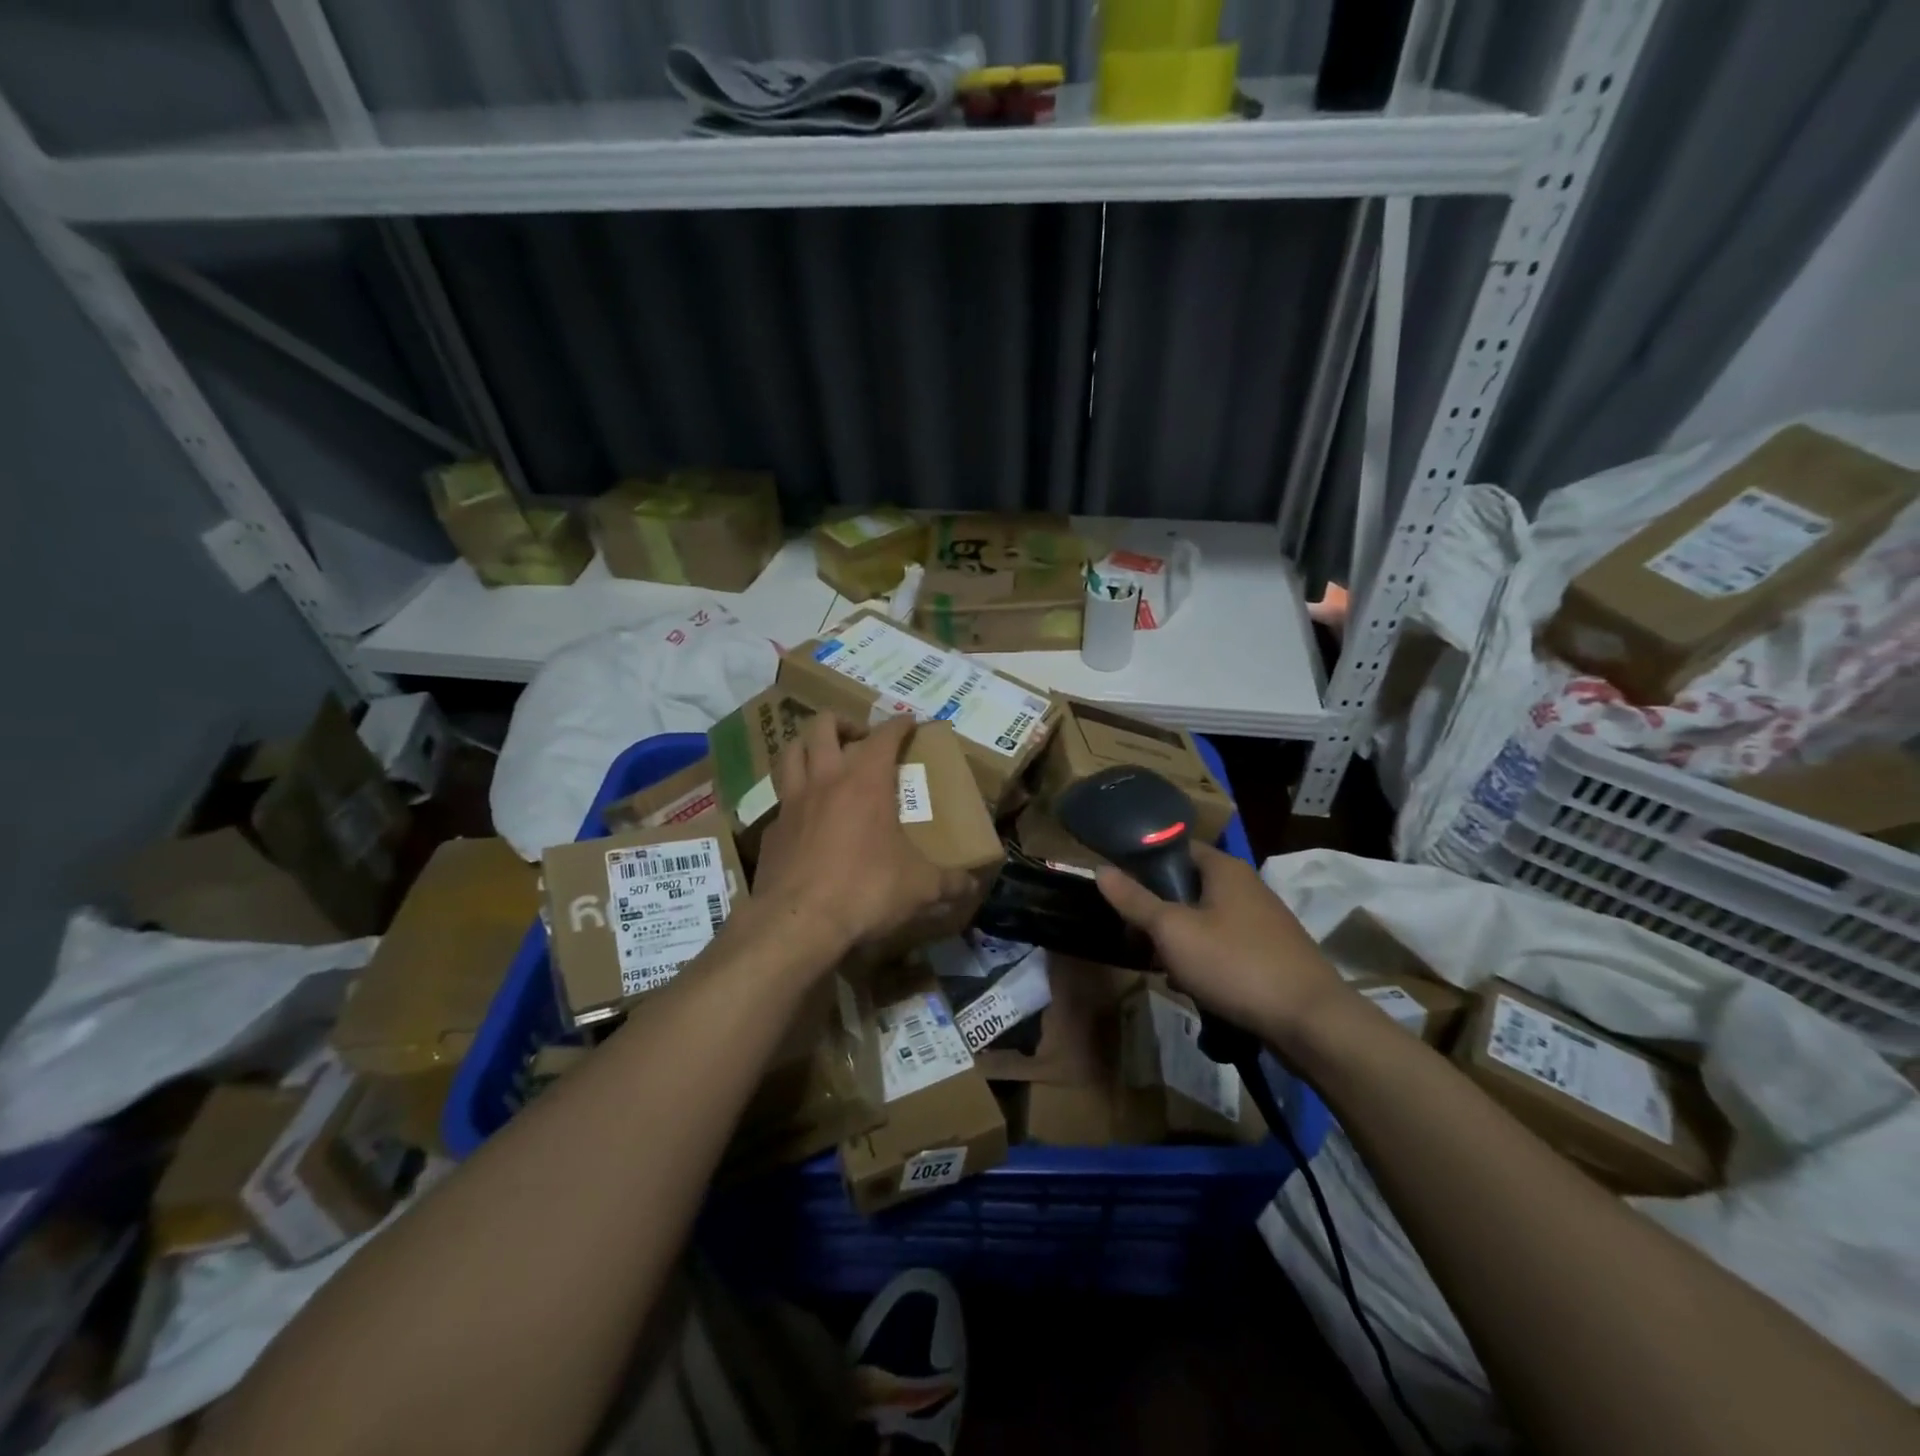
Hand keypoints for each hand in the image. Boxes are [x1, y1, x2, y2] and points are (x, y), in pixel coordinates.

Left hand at [747, 714, 974, 964]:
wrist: (798, 922)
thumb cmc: (866, 890)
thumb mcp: (919, 887)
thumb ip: (948, 882)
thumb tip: (971, 884)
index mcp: (865, 781)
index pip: (884, 735)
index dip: (898, 724)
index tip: (909, 722)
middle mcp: (825, 780)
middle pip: (823, 726)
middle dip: (843, 723)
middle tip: (859, 738)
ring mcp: (792, 802)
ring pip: (791, 752)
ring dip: (808, 746)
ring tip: (824, 758)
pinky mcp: (771, 830)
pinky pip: (781, 799)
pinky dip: (794, 795)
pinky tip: (806, 815)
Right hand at [1096, 842, 1349, 1049]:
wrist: (1310, 1021)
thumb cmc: (1235, 964)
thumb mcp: (1173, 931)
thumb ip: (1135, 900)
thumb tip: (1100, 869)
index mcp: (1224, 869)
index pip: (1176, 848)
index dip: (1144, 862)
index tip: (1119, 886)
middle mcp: (1246, 886)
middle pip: (1188, 887)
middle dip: (1159, 911)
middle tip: (1136, 934)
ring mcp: (1262, 921)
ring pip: (1204, 920)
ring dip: (1180, 941)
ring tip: (1161, 967)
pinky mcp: (1271, 954)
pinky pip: (1224, 947)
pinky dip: (1204, 960)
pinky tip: (1193, 987)